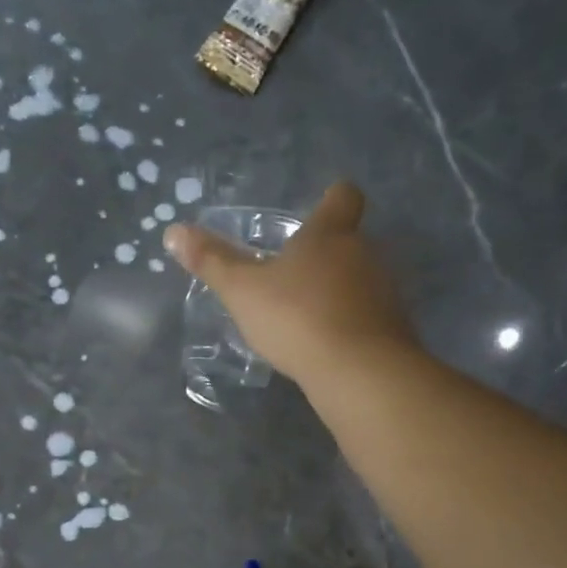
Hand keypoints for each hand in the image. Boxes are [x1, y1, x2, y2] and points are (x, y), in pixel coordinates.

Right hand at [162, 182, 417, 388]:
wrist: (359, 370)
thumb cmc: (297, 317)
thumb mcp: (243, 291)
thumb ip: (212, 262)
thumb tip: (173, 231)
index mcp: (330, 234)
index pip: (343, 197)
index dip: (332, 200)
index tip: (320, 210)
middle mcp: (365, 254)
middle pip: (351, 242)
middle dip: (326, 256)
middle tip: (294, 277)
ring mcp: (385, 293)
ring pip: (361, 282)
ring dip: (339, 293)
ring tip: (308, 318)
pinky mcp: (393, 330)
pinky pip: (368, 318)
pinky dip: (350, 326)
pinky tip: (328, 348)